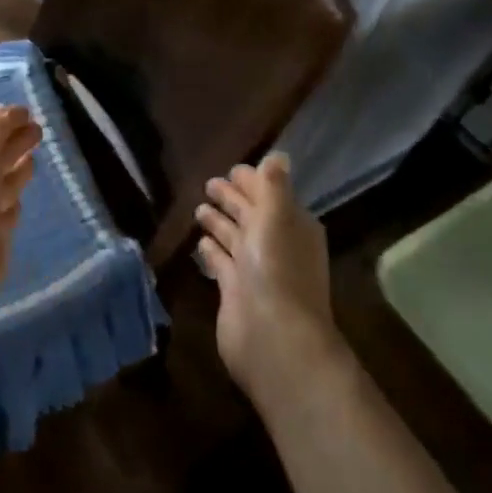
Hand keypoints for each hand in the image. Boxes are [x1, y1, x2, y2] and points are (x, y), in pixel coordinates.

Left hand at [0, 105, 40, 334]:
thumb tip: (15, 110)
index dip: (3, 124)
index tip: (26, 114)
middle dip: (14, 145)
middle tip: (38, 131)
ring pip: (1, 187)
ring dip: (16, 173)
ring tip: (33, 159)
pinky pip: (6, 217)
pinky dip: (13, 208)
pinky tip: (20, 201)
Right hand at [195, 154, 343, 402]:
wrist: (272, 337)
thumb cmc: (276, 269)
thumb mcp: (277, 217)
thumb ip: (273, 186)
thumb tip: (278, 155)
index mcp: (292, 226)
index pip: (271, 194)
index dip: (253, 181)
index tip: (232, 169)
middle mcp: (275, 245)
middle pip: (251, 215)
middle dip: (232, 198)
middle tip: (209, 183)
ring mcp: (254, 270)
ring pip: (235, 237)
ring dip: (219, 222)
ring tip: (199, 207)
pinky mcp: (234, 290)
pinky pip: (221, 261)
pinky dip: (211, 249)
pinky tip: (200, 241)